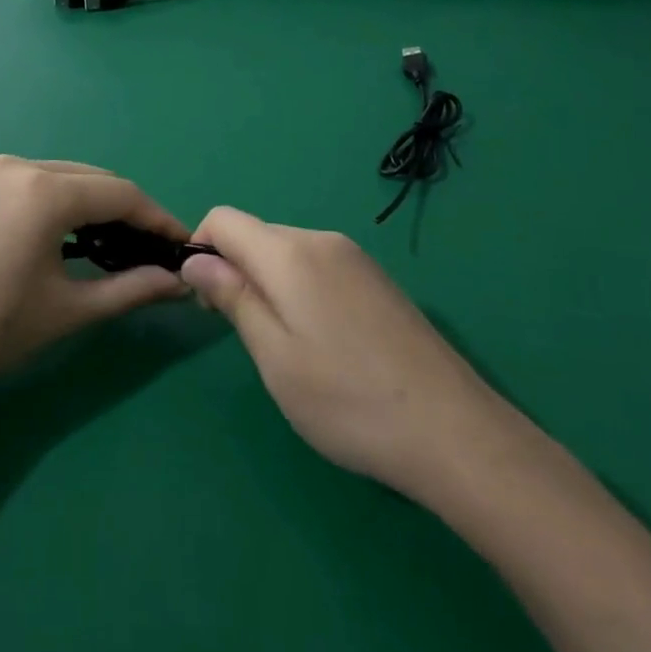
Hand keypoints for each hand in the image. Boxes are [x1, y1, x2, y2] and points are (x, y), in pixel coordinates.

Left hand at [0, 156, 190, 409]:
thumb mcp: (68, 311)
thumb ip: (131, 289)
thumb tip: (179, 282)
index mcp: (43, 190)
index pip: (121, 193)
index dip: (157, 218)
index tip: (181, 245)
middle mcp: (15, 164)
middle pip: (90, 179)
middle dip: (125, 211)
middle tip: (147, 250)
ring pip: (57, 177)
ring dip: (88, 205)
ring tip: (107, 246)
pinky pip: (25, 182)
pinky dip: (52, 202)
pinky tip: (57, 236)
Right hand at [181, 207, 496, 497]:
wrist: (454, 432)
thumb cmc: (347, 400)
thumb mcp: (274, 355)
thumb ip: (233, 298)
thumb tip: (196, 261)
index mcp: (290, 253)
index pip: (223, 219)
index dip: (201, 251)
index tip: (208, 303)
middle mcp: (323, 241)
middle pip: (256, 235)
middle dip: (235, 271)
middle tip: (247, 336)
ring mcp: (357, 259)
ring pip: (288, 253)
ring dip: (269, 284)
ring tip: (288, 347)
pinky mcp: (378, 281)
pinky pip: (319, 268)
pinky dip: (300, 291)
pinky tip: (324, 344)